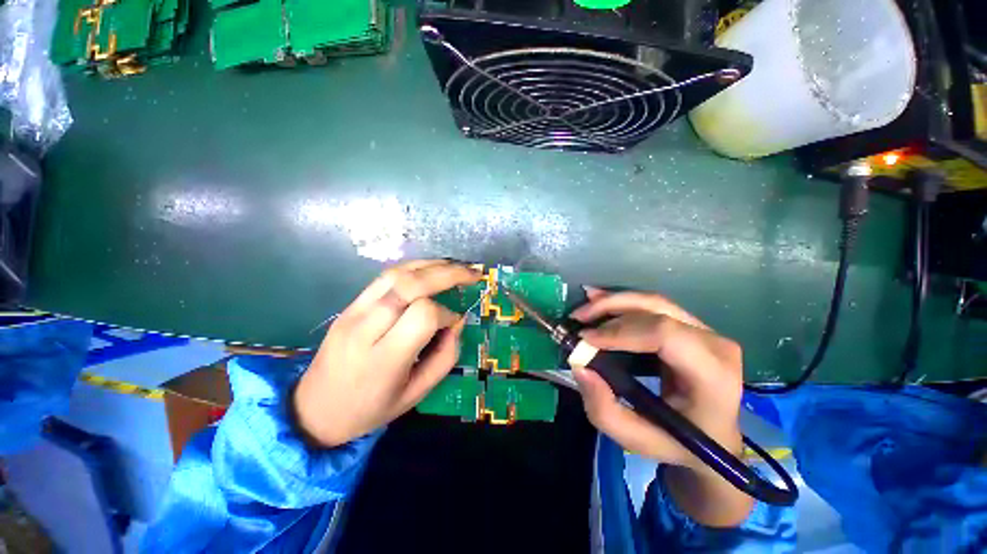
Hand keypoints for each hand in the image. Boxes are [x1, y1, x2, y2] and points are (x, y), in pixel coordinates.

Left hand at [293, 260, 480, 446]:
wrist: (314, 409)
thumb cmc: (370, 408)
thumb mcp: (416, 394)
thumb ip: (445, 357)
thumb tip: (457, 323)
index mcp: (384, 359)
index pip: (423, 315)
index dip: (446, 314)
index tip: (454, 322)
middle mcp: (366, 329)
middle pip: (410, 285)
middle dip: (447, 274)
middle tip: (472, 274)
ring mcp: (353, 312)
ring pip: (397, 274)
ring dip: (431, 265)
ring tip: (456, 266)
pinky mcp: (350, 305)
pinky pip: (384, 277)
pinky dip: (413, 268)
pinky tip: (430, 268)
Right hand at [569, 287, 752, 526]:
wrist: (713, 437)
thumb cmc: (679, 443)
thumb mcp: (637, 440)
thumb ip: (604, 409)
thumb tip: (580, 367)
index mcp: (713, 376)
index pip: (665, 335)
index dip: (620, 331)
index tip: (585, 339)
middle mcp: (715, 344)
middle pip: (657, 310)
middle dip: (611, 308)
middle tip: (578, 317)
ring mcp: (706, 331)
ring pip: (653, 302)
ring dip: (614, 300)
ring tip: (585, 307)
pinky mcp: (692, 326)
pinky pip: (654, 306)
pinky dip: (623, 302)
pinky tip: (601, 301)